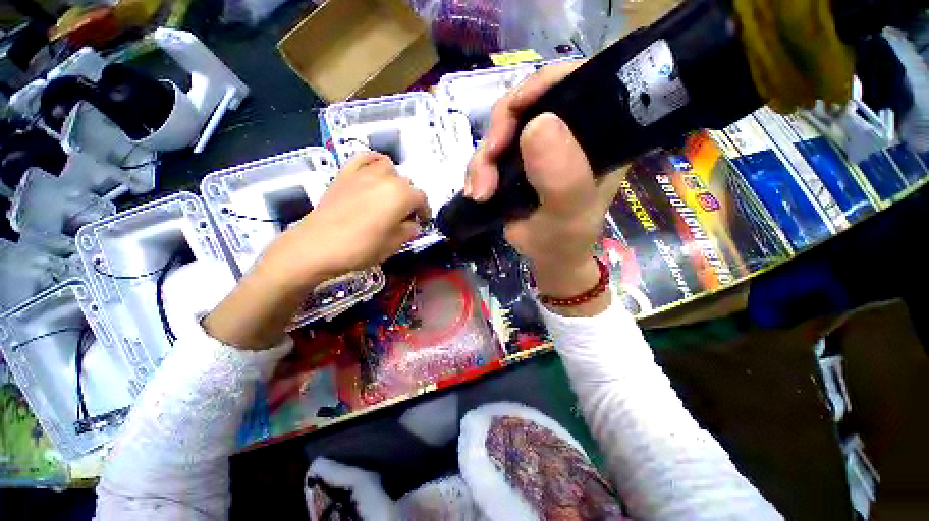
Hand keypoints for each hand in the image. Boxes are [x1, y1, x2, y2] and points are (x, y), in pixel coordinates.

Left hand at [261, 152, 430, 284]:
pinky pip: (364, 158)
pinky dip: (373, 162)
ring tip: (389, 196)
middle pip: (407, 183)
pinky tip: (374, 172)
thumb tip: (414, 225)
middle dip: (410, 199)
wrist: (317, 246)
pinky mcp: (345, 173)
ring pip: (389, 168)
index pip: (421, 198)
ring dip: (394, 181)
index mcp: (401, 195)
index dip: (425, 211)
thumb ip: (409, 232)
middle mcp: (386, 178)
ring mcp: (364, 173)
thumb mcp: (392, 245)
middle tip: (404, 216)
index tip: (423, 222)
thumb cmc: (360, 248)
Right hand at [466, 62, 623, 314]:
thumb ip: (561, 177)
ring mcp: (545, 144)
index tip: (513, 113)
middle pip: (531, 101)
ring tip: (478, 191)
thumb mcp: (566, 214)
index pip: (580, 81)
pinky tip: (476, 190)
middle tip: (486, 166)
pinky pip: (493, 148)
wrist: (546, 258)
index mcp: (603, 134)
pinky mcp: (522, 158)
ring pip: (505, 127)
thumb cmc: (563, 241)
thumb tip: (537, 124)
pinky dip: (479, 166)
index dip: (543, 85)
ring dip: (483, 157)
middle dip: (501, 130)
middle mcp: (574, 131)